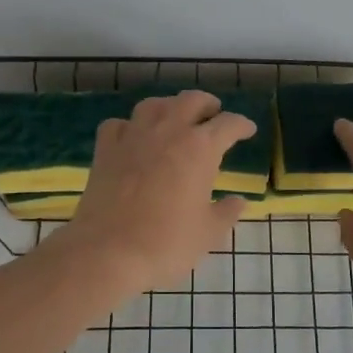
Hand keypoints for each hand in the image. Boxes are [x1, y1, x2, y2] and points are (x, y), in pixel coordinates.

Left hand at [56, 90, 255, 298]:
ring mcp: (133, 136)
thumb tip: (237, 202)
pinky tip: (133, 137)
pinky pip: (119, 124)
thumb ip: (227, 212)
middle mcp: (168, 131)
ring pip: (153, 105)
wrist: (108, 251)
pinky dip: (130, 126)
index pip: (228, 124)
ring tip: (174, 118)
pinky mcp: (105, 150)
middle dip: (207, 104)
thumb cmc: (167, 243)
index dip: (241, 125)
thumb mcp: (208, 233)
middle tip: (213, 113)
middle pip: (190, 101)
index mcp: (200, 148)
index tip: (247, 130)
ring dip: (169, 106)